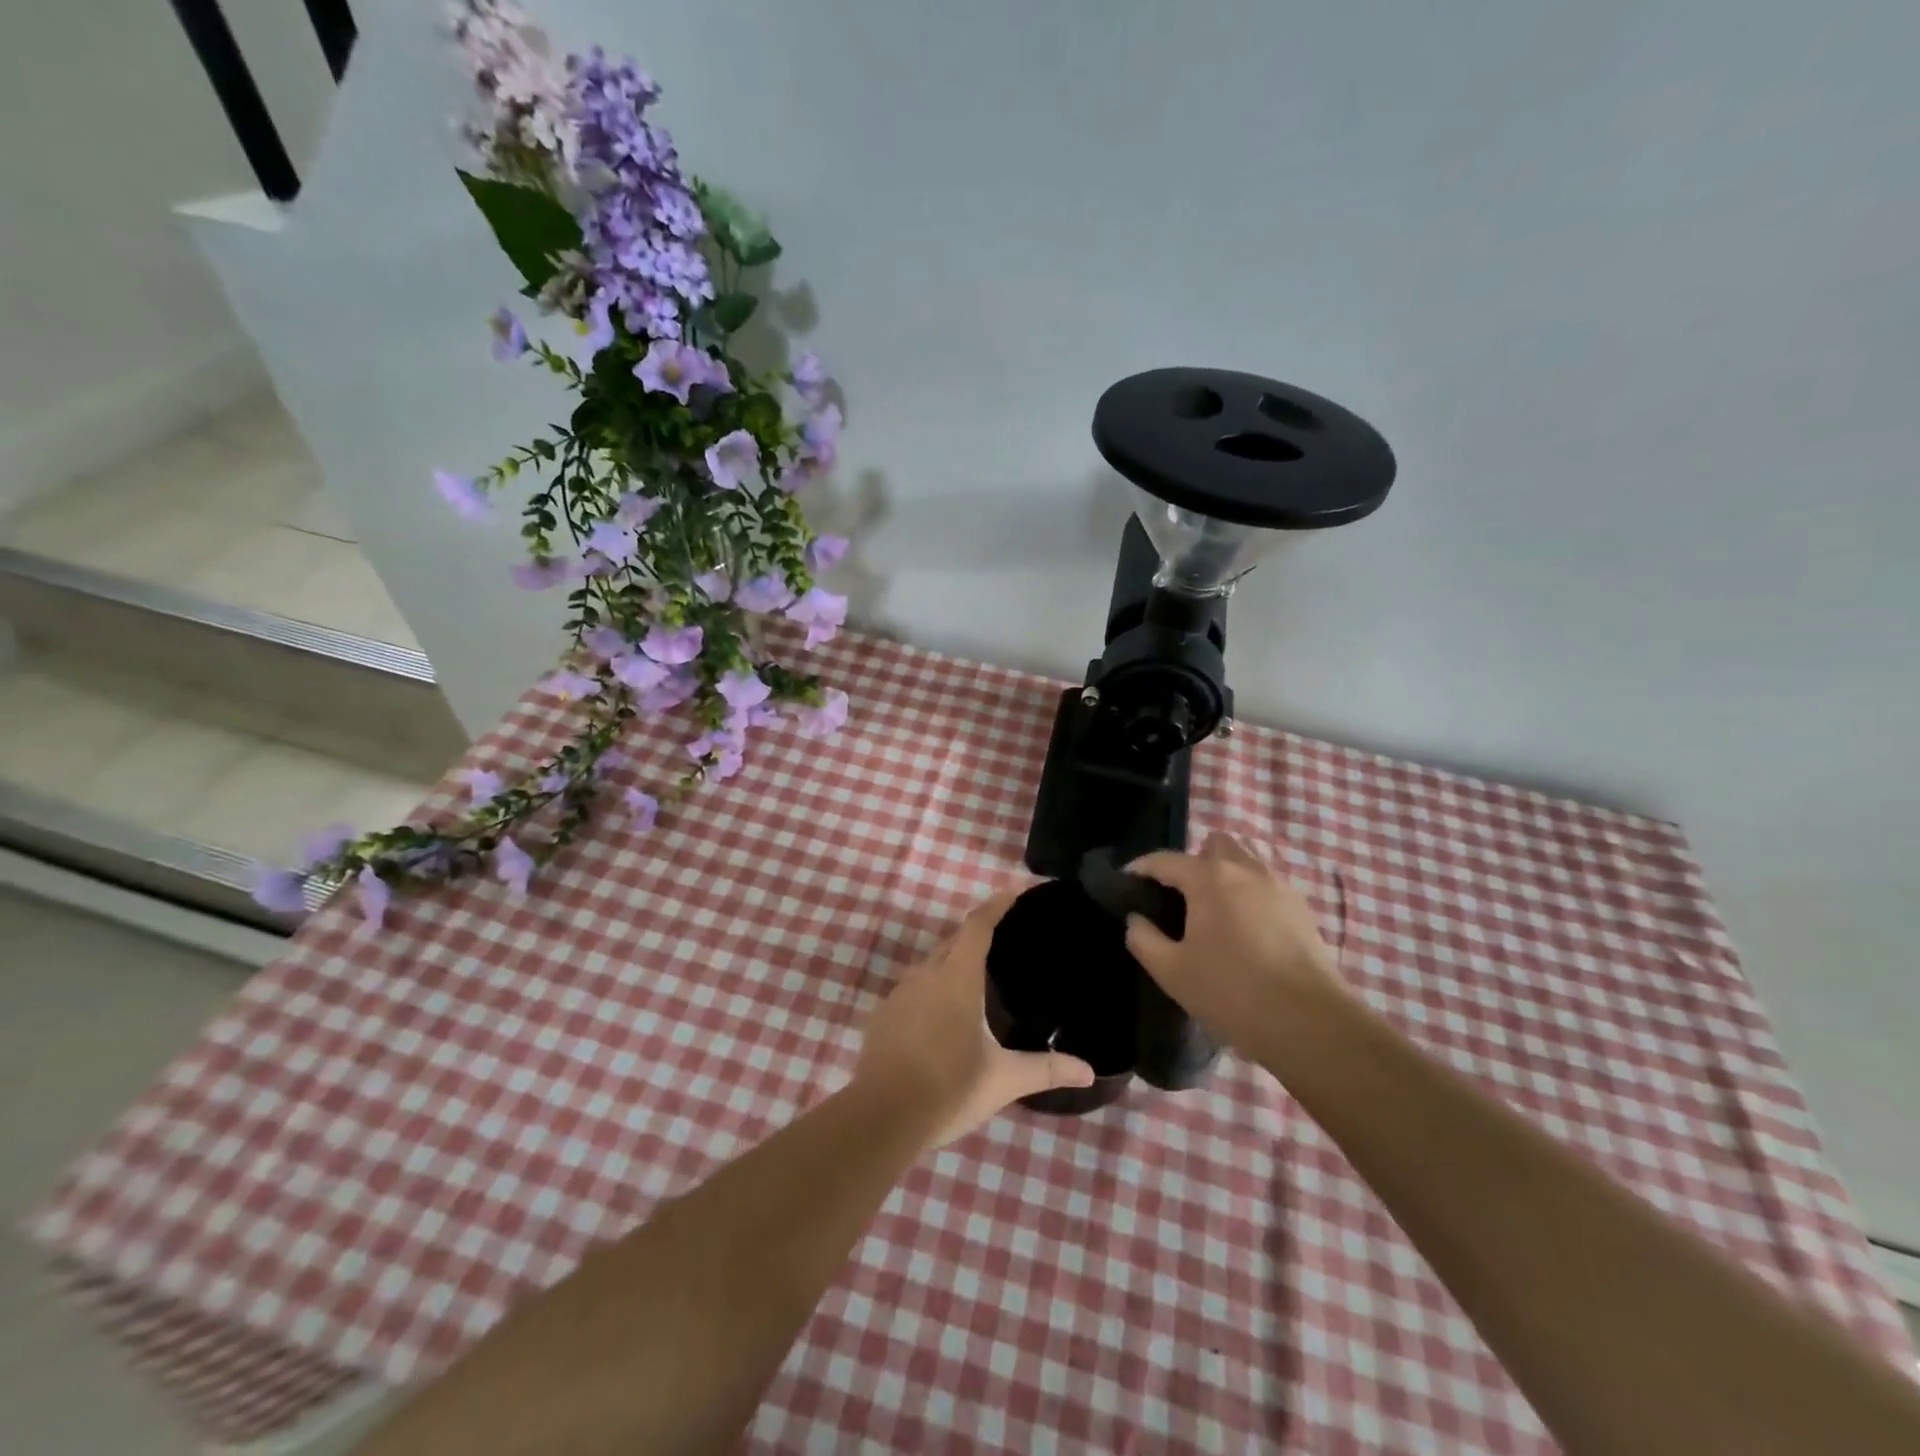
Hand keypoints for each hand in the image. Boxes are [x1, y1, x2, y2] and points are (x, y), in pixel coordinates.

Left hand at [855, 887, 1096, 1147]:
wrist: (881, 1117)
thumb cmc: (949, 1089)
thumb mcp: (1003, 1079)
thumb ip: (1046, 1069)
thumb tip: (1090, 1070)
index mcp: (957, 978)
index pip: (978, 925)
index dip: (997, 904)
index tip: (1014, 889)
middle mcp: (926, 975)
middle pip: (954, 939)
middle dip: (977, 931)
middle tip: (1003, 933)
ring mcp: (899, 993)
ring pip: (931, 963)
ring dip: (953, 959)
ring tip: (976, 974)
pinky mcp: (883, 1014)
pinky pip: (913, 986)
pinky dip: (932, 986)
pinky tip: (942, 1011)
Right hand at [1125, 834, 1345, 1061]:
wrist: (1311, 1024)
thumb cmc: (1231, 992)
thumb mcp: (1172, 971)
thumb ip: (1144, 939)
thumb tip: (1136, 920)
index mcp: (1208, 877)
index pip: (1164, 860)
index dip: (1140, 869)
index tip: (1125, 883)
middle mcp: (1245, 869)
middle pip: (1214, 845)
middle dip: (1191, 863)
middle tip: (1179, 899)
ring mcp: (1279, 887)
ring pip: (1246, 861)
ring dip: (1224, 874)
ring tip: (1213, 911)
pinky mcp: (1303, 909)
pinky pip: (1267, 885)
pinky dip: (1250, 894)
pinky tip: (1245, 930)